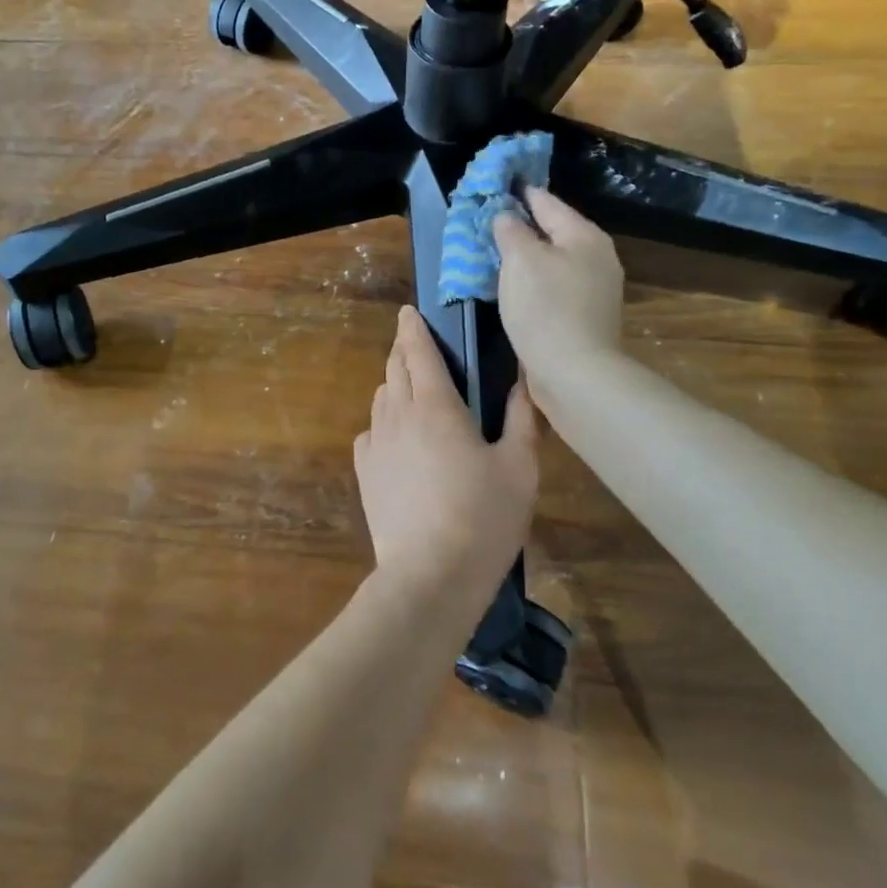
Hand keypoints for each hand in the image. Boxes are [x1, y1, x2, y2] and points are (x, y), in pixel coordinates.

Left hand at [353, 306, 538, 594]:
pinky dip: (382, 421)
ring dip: (393, 383)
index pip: (419, 351)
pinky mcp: (365, 472)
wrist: (429, 575)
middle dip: (403, 349)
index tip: (408, 311)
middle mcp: (398, 414)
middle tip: (415, 343)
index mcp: (436, 405)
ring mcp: (376, 444)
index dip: (413, 327)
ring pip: (380, 397)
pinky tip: (395, 435)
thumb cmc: (483, 518)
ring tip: (411, 387)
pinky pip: (370, 431)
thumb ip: (520, 419)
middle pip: (394, 368)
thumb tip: (521, 381)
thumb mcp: (519, 468)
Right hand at [493, 187, 625, 385]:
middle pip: (552, 231)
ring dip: (526, 257)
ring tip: (495, 253)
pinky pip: (554, 286)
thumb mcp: (520, 259)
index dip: (519, 191)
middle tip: (488, 221)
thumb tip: (506, 216)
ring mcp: (595, 289)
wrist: (575, 373)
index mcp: (584, 235)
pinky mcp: (585, 316)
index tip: (497, 182)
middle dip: (521, 226)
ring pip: (552, 260)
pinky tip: (514, 287)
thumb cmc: (546, 308)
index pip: (546, 201)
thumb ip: (511, 230)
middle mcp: (596, 257)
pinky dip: (533, 281)